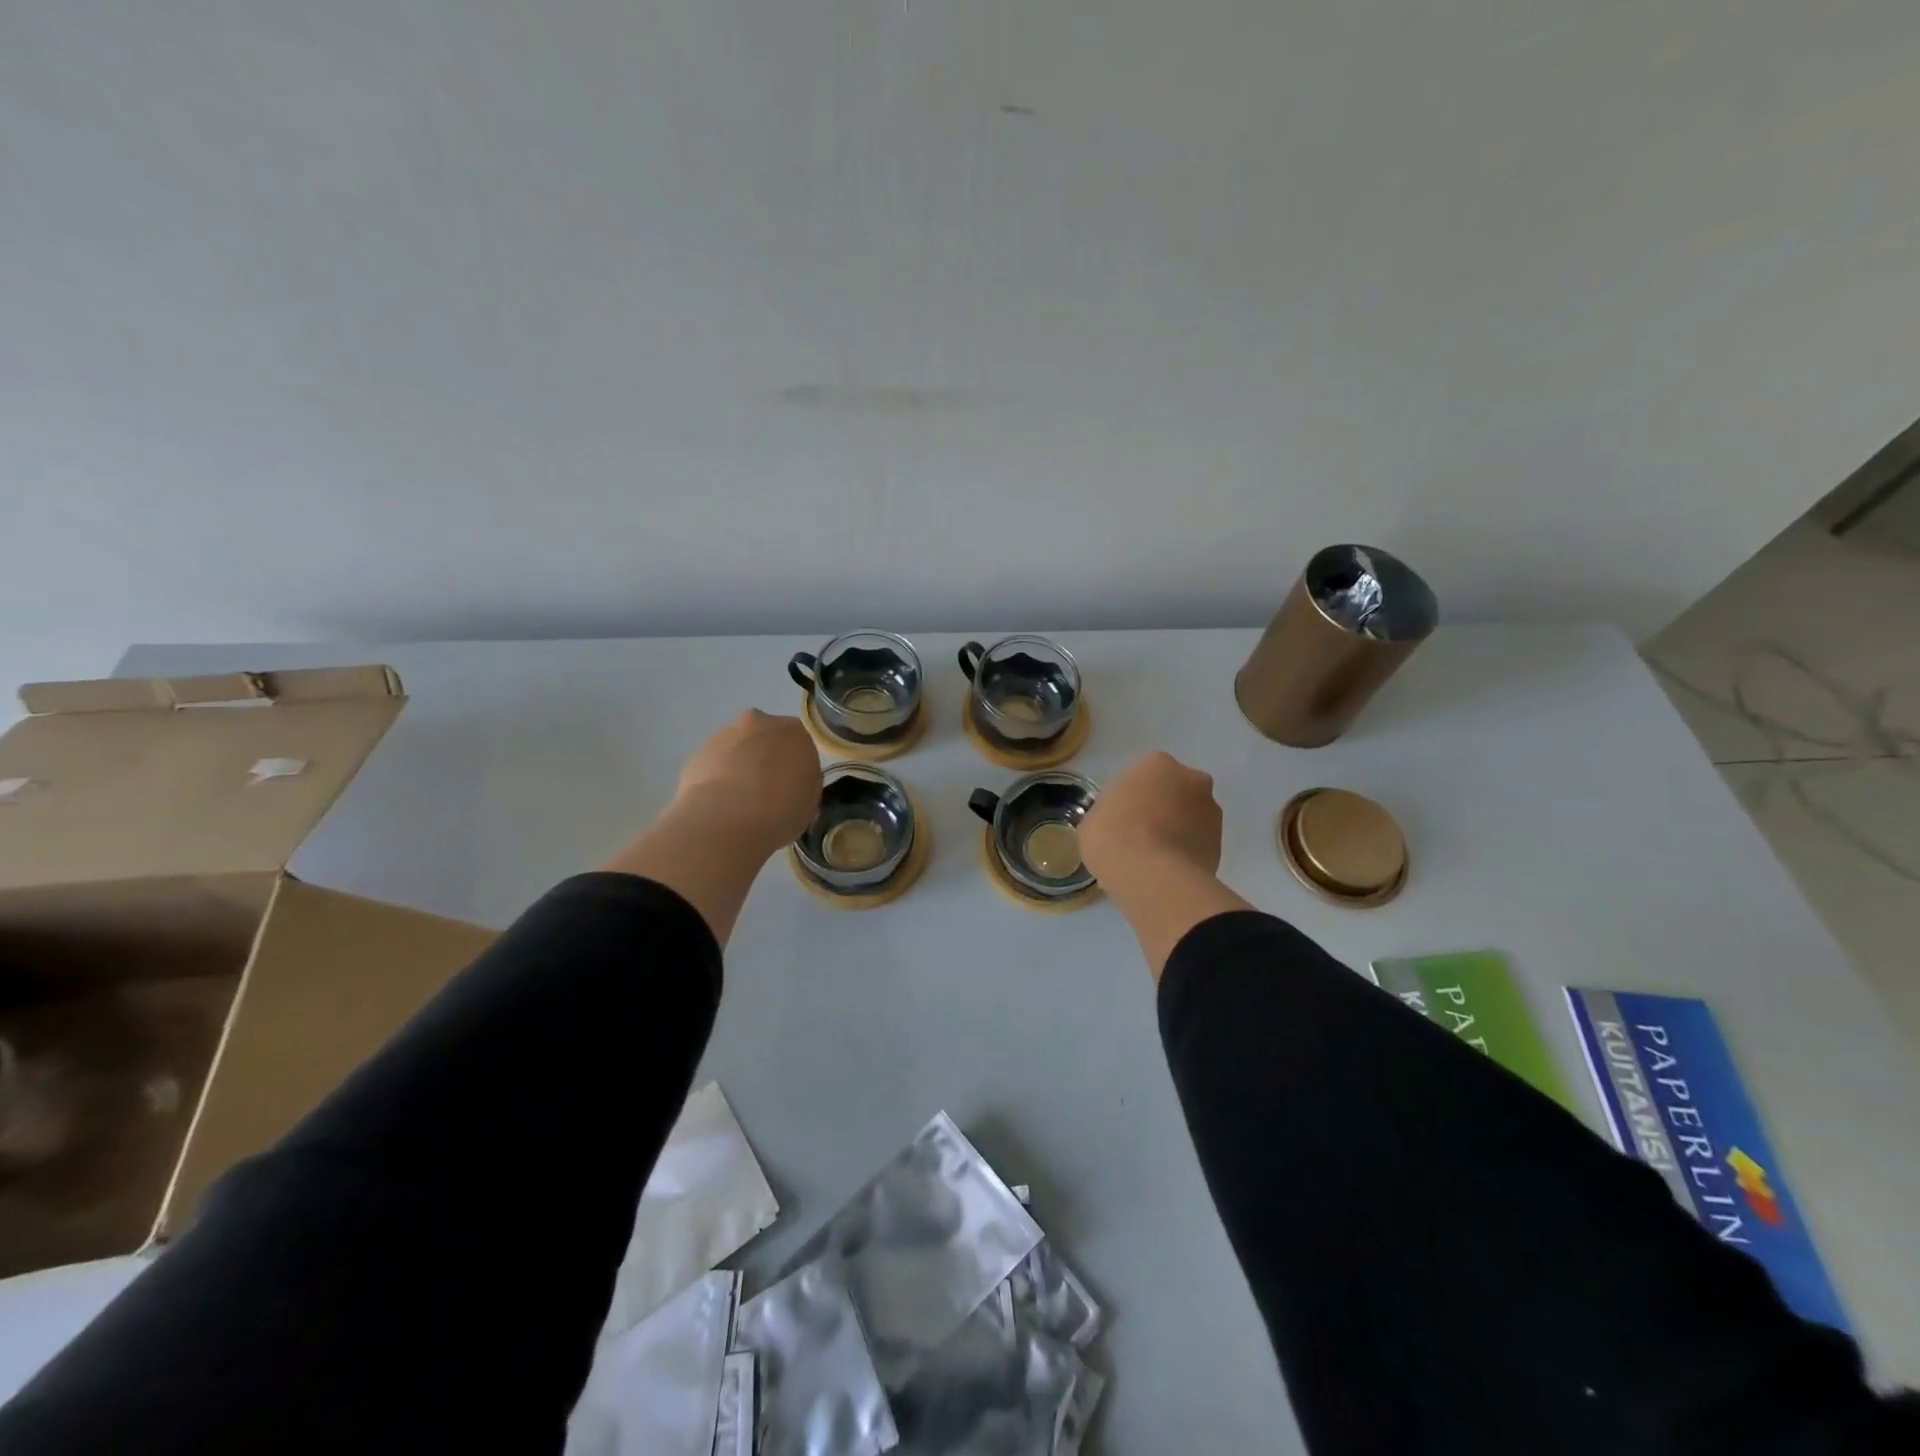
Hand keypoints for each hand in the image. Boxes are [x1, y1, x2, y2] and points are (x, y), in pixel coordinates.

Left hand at [671, 710, 819, 854]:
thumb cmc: (780, 810)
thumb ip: (802, 784)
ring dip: (738, 768)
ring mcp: (724, 735)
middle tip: (765, 793)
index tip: (791, 788)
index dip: (794, 767)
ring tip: (738, 804)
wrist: (727, 820)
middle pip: (764, 738)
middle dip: (764, 759)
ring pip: (736, 749)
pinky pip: (713, 765)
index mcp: (794, 731)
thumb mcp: (809, 801)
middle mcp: (759, 723)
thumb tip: (791, 786)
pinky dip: (716, 780)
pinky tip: (718, 806)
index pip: (798, 744)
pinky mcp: (697, 753)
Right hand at [1080, 751, 1222, 889]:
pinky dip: (1187, 853)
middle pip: (1174, 791)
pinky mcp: (1221, 843)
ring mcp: (1211, 811)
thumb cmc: (1113, 836)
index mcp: (1156, 764)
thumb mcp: (1094, 819)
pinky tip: (1168, 872)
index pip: (1144, 775)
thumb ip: (1111, 811)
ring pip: (1191, 817)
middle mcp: (1191, 779)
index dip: (1132, 797)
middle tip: (1140, 835)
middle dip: (1163, 808)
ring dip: (1178, 830)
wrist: (1152, 876)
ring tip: (1155, 859)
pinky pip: (1199, 843)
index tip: (1122, 818)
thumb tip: (1119, 821)